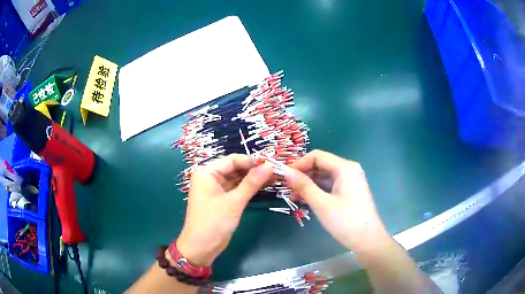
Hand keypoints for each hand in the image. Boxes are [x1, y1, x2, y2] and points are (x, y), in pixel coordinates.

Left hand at [176, 154, 272, 265]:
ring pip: (237, 179)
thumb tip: (270, 165)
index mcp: (207, 172)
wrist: (201, 248)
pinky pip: (236, 189)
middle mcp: (210, 177)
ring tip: (275, 178)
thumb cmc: (214, 222)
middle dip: (254, 170)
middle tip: (277, 171)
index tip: (273, 162)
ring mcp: (216, 189)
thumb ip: (252, 183)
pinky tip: (264, 187)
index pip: (232, 160)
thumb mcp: (234, 202)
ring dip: (253, 179)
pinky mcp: (221, 199)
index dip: (252, 161)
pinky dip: (248, 189)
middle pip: (235, 169)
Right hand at [284, 150, 389, 253]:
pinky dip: (317, 191)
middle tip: (287, 188)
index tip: (284, 176)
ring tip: (293, 197)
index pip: (317, 156)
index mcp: (345, 167)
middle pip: (321, 165)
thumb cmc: (345, 220)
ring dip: (308, 184)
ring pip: (325, 177)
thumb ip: (303, 185)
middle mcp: (349, 170)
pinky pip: (330, 186)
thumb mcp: (321, 203)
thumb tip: (286, 172)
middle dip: (303, 175)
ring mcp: (350, 181)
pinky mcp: (350, 192)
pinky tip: (305, 200)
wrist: (367, 240)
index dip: (299, 164)